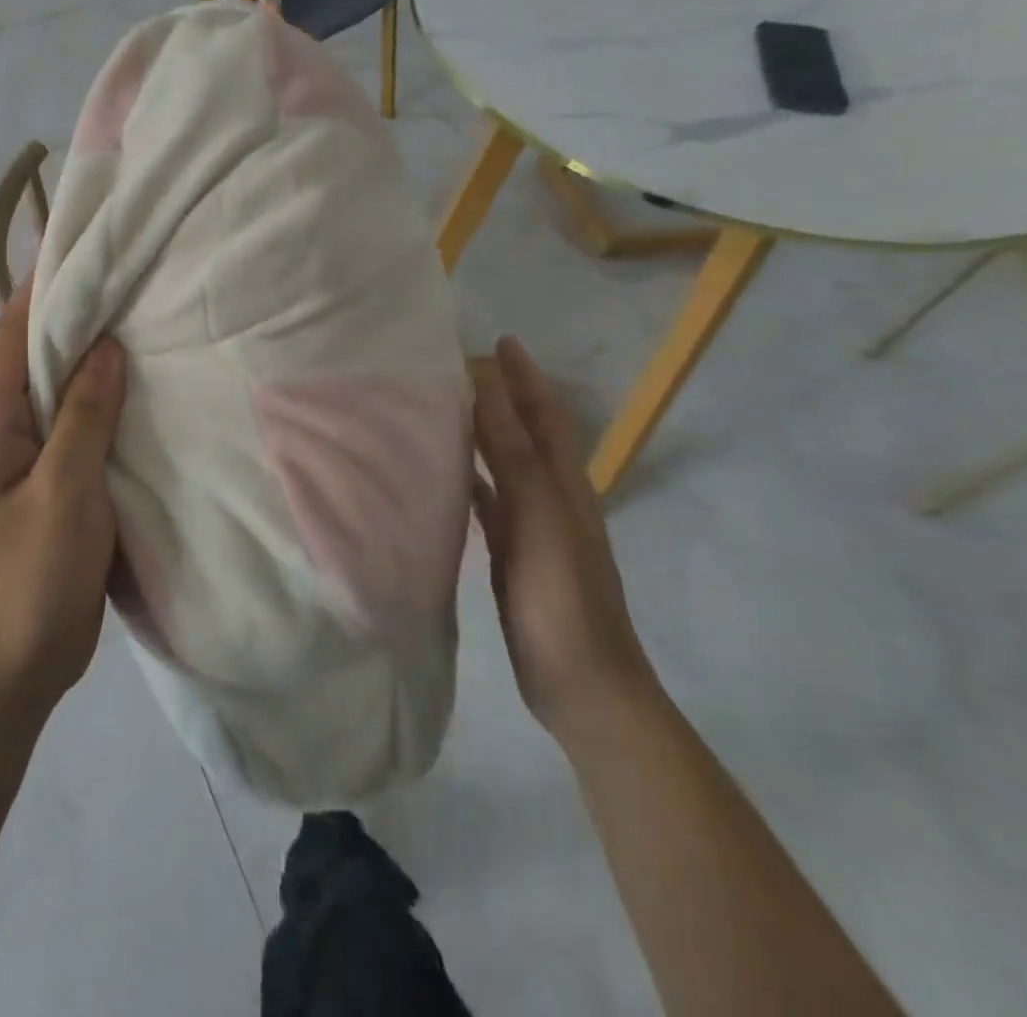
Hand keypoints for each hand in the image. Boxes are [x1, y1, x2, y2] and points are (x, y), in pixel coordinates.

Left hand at [0, 281, 127, 720]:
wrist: (9, 671)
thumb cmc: (28, 579)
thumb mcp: (63, 491)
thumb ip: (83, 416)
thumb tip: (107, 345)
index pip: (13, 333)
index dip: (43, 286)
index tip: (86, 246)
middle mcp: (8, 429)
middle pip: (39, 356)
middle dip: (79, 316)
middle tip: (134, 279)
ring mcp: (33, 460)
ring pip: (64, 392)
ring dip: (96, 361)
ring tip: (148, 324)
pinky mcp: (58, 487)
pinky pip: (82, 430)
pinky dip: (108, 406)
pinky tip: (147, 397)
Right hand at [473, 336, 658, 748]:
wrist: (584, 686)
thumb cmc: (564, 599)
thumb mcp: (541, 520)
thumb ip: (515, 455)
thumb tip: (490, 389)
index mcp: (564, 485)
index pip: (544, 415)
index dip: (525, 377)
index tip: (499, 341)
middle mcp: (550, 498)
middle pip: (525, 434)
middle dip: (502, 396)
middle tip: (458, 366)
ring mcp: (532, 528)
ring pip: (503, 464)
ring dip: (481, 433)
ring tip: (442, 406)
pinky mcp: (511, 553)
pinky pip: (487, 501)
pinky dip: (469, 477)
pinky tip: (442, 473)